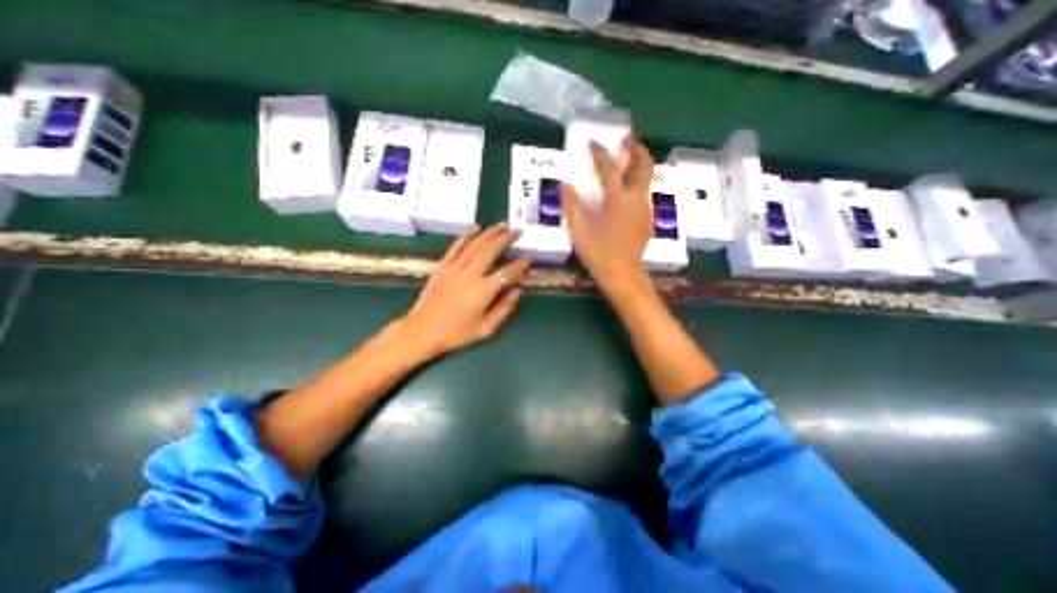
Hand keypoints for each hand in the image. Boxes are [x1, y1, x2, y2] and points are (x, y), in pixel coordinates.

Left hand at [397, 223, 527, 359]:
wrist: (422, 331)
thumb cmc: (456, 333)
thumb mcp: (486, 328)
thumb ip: (504, 309)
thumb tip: (517, 290)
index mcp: (483, 291)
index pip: (507, 273)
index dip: (520, 265)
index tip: (528, 259)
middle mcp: (470, 275)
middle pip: (490, 251)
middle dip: (505, 239)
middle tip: (517, 231)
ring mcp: (454, 268)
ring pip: (475, 245)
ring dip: (490, 233)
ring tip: (502, 225)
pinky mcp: (442, 267)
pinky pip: (456, 247)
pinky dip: (466, 236)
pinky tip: (476, 228)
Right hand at [560, 134, 654, 292]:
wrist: (623, 275)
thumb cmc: (598, 253)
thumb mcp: (578, 230)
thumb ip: (571, 205)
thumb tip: (564, 184)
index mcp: (617, 200)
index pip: (608, 168)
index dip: (599, 153)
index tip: (593, 142)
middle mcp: (636, 199)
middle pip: (643, 166)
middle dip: (636, 149)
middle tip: (627, 139)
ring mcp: (645, 209)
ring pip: (648, 179)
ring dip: (639, 164)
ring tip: (629, 159)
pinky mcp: (647, 219)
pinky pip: (645, 193)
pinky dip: (639, 182)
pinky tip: (628, 189)